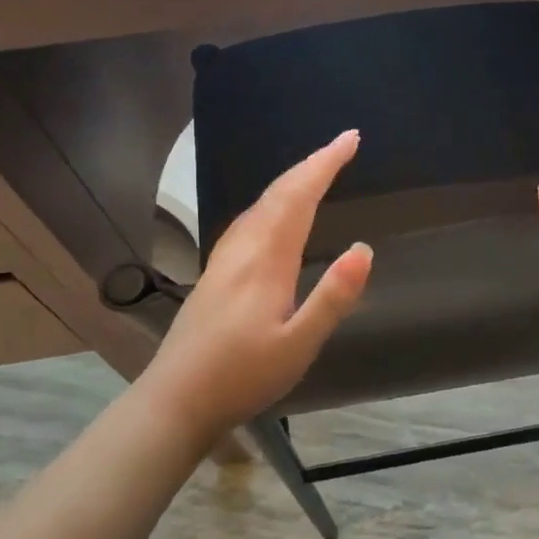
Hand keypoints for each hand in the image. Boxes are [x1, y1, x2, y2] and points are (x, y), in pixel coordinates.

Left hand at [137, 130, 372, 438]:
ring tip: (316, 171)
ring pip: (260, 204)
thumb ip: (332, 297)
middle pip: (278, 194)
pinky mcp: (215, 274)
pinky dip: (272, 201)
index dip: (325, 165)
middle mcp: (243, 249)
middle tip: (342, 145)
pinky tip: (272, 214)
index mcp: (267, 261)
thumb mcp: (298, 345)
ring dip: (290, 180)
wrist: (175, 399)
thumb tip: (364, 249)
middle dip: (311, 164)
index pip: (299, 197)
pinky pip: (249, 220)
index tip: (350, 139)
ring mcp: (224, 260)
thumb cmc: (242, 376)